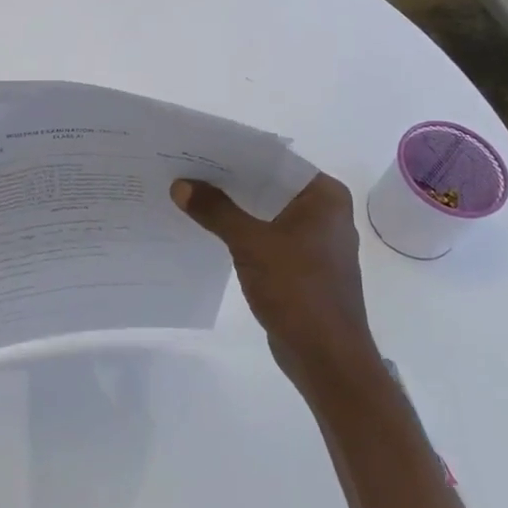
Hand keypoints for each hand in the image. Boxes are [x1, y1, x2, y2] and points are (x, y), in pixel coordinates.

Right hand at [171, 173, 380, 395]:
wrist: (327, 359)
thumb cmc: (298, 291)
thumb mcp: (251, 244)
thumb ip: (216, 211)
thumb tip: (180, 185)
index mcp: (324, 195)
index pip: (274, 160)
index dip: (235, 154)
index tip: (198, 149)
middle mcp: (324, 211)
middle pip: (269, 184)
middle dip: (229, 181)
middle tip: (185, 169)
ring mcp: (314, 240)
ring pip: (266, 211)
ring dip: (233, 207)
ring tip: (190, 195)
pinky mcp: (302, 265)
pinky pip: (267, 236)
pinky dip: (242, 231)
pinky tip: (210, 230)